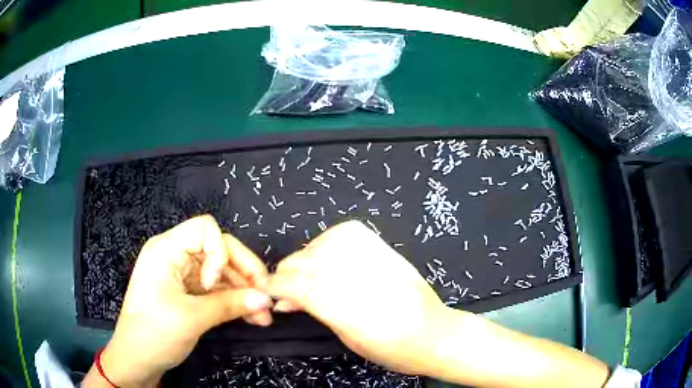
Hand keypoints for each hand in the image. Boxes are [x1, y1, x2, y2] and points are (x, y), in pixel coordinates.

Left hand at [86, 215, 272, 386]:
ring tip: (263, 315)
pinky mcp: (188, 292)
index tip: (216, 284)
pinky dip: (234, 301)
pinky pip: (217, 289)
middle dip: (244, 273)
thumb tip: (265, 299)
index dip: (219, 252)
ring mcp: (182, 275)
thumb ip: (230, 305)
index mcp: (166, 249)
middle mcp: (175, 255)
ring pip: (222, 272)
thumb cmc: (154, 333)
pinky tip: (251, 316)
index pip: (205, 229)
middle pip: (218, 250)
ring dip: (244, 291)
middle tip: (264, 297)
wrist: (137, 360)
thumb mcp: (192, 318)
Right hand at [268, 220, 450, 374]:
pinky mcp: (381, 246)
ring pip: (318, 245)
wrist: (433, 333)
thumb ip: (315, 312)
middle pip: (302, 263)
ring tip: (308, 275)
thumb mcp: (347, 338)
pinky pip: (342, 233)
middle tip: (287, 289)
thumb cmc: (391, 349)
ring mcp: (368, 256)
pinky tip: (328, 255)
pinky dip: (327, 242)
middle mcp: (352, 274)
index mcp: (341, 305)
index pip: (293, 284)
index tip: (268, 292)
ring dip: (305, 259)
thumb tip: (286, 301)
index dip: (275, 287)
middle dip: (286, 275)